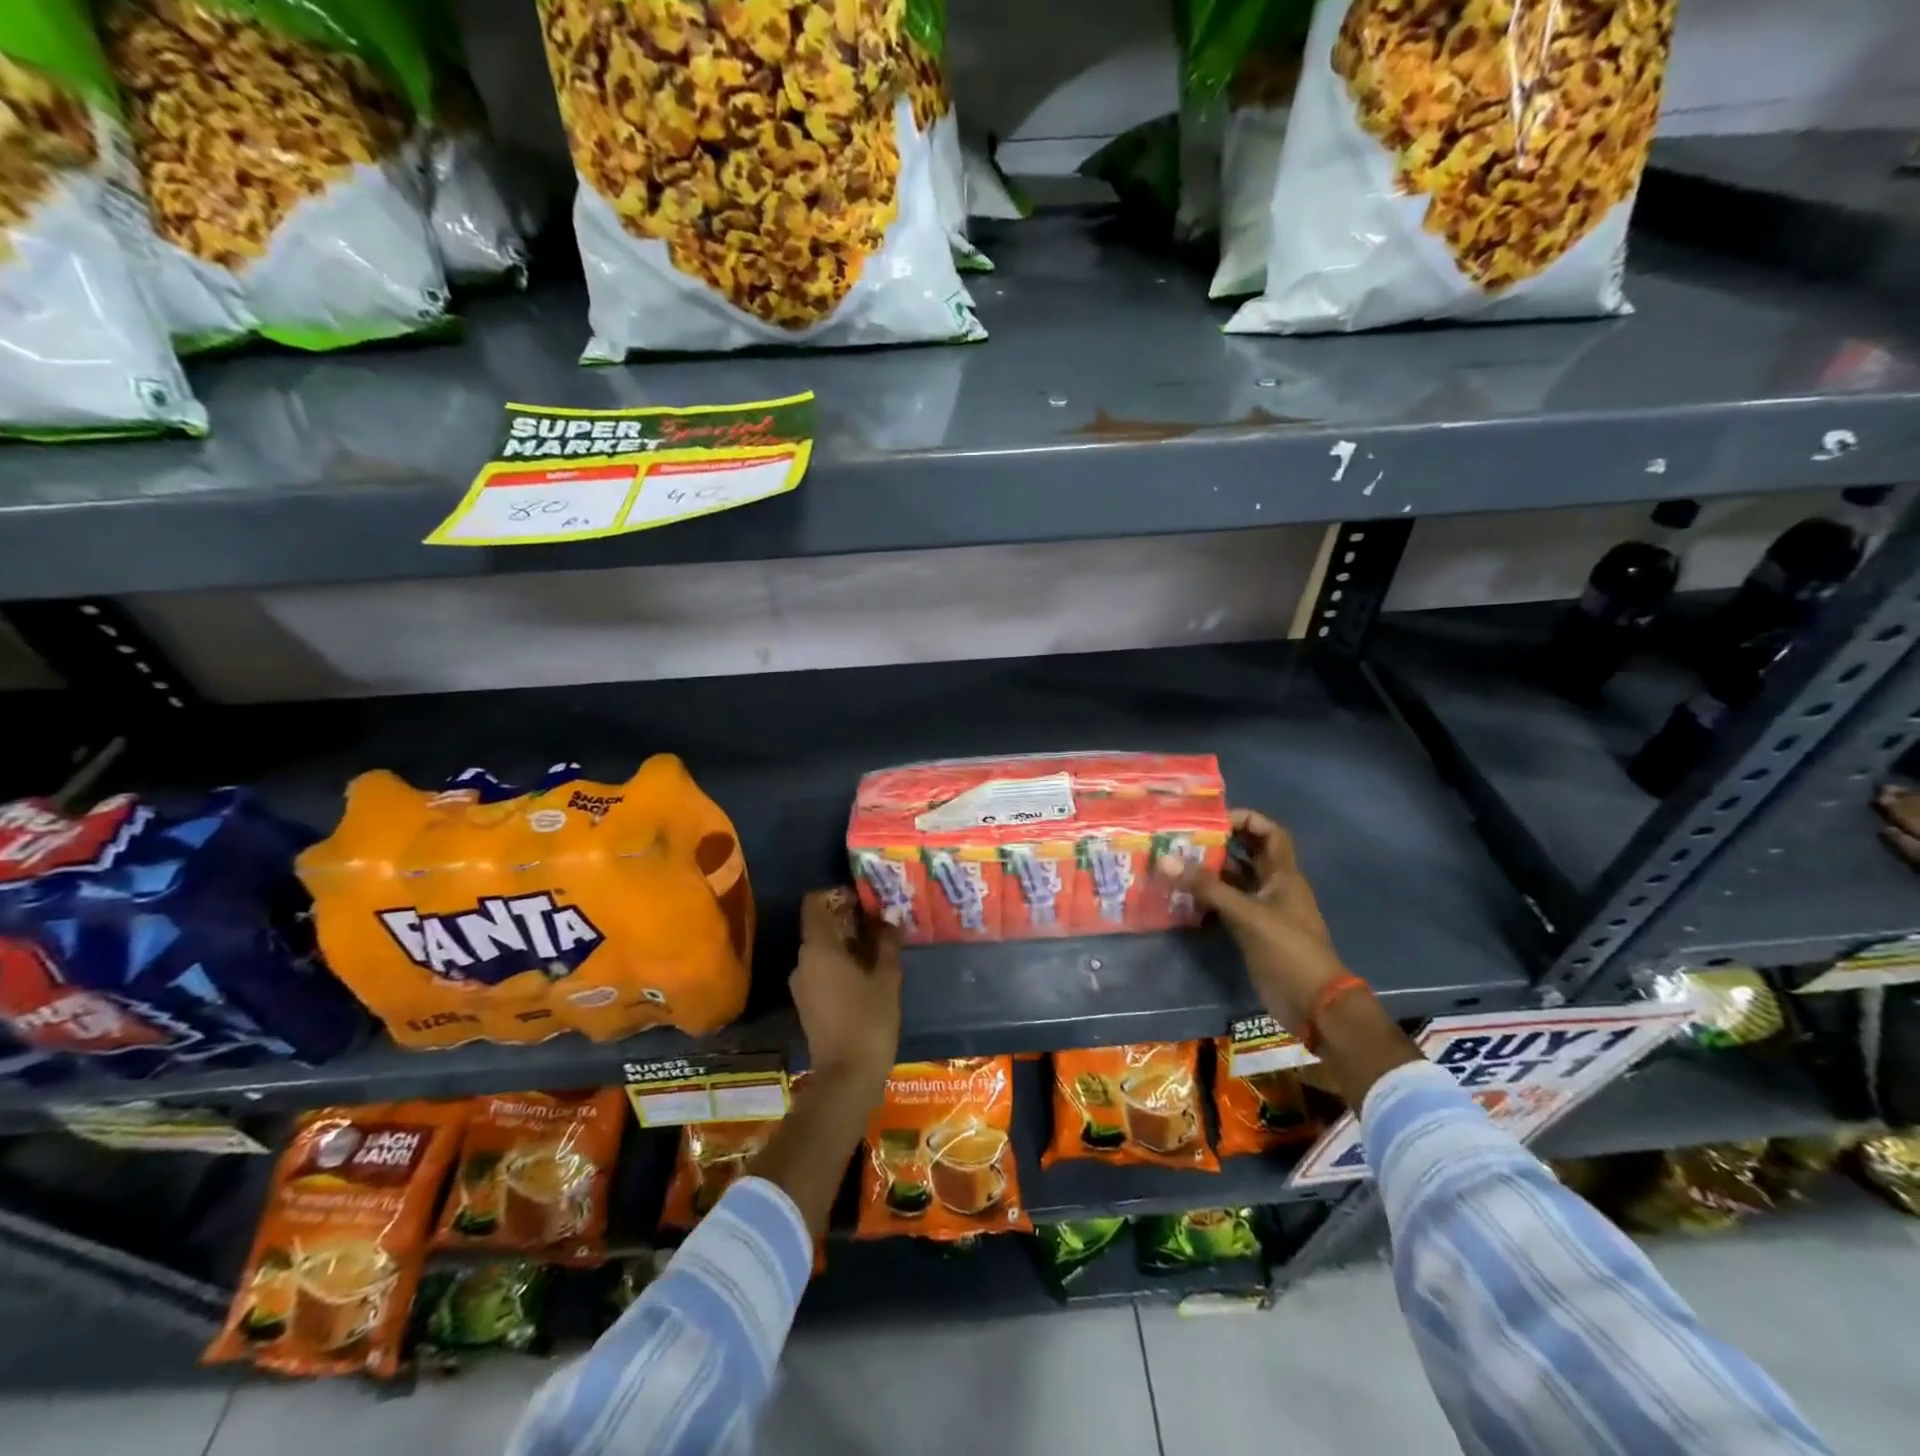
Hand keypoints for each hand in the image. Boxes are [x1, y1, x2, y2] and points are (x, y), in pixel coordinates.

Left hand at [792, 888, 901, 1096]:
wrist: (846, 1079)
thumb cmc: (869, 1021)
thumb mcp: (887, 978)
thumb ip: (887, 943)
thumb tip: (889, 917)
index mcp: (818, 949)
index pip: (814, 903)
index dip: (836, 895)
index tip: (863, 898)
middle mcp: (803, 962)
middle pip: (820, 926)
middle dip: (848, 919)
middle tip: (881, 920)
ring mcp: (802, 984)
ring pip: (822, 950)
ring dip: (847, 943)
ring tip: (880, 946)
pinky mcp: (807, 1003)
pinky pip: (822, 970)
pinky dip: (841, 964)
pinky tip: (868, 972)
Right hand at [1160, 809, 1351, 1033]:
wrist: (1313, 1003)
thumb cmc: (1288, 949)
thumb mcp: (1248, 914)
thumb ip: (1208, 888)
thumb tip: (1166, 860)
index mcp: (1284, 875)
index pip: (1270, 833)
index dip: (1248, 819)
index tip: (1214, 818)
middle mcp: (1274, 887)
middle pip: (1248, 854)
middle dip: (1220, 843)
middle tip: (1184, 838)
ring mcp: (1263, 910)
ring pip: (1235, 880)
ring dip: (1210, 871)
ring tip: (1176, 861)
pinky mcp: (1252, 932)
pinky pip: (1227, 905)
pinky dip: (1208, 898)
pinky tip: (1182, 895)